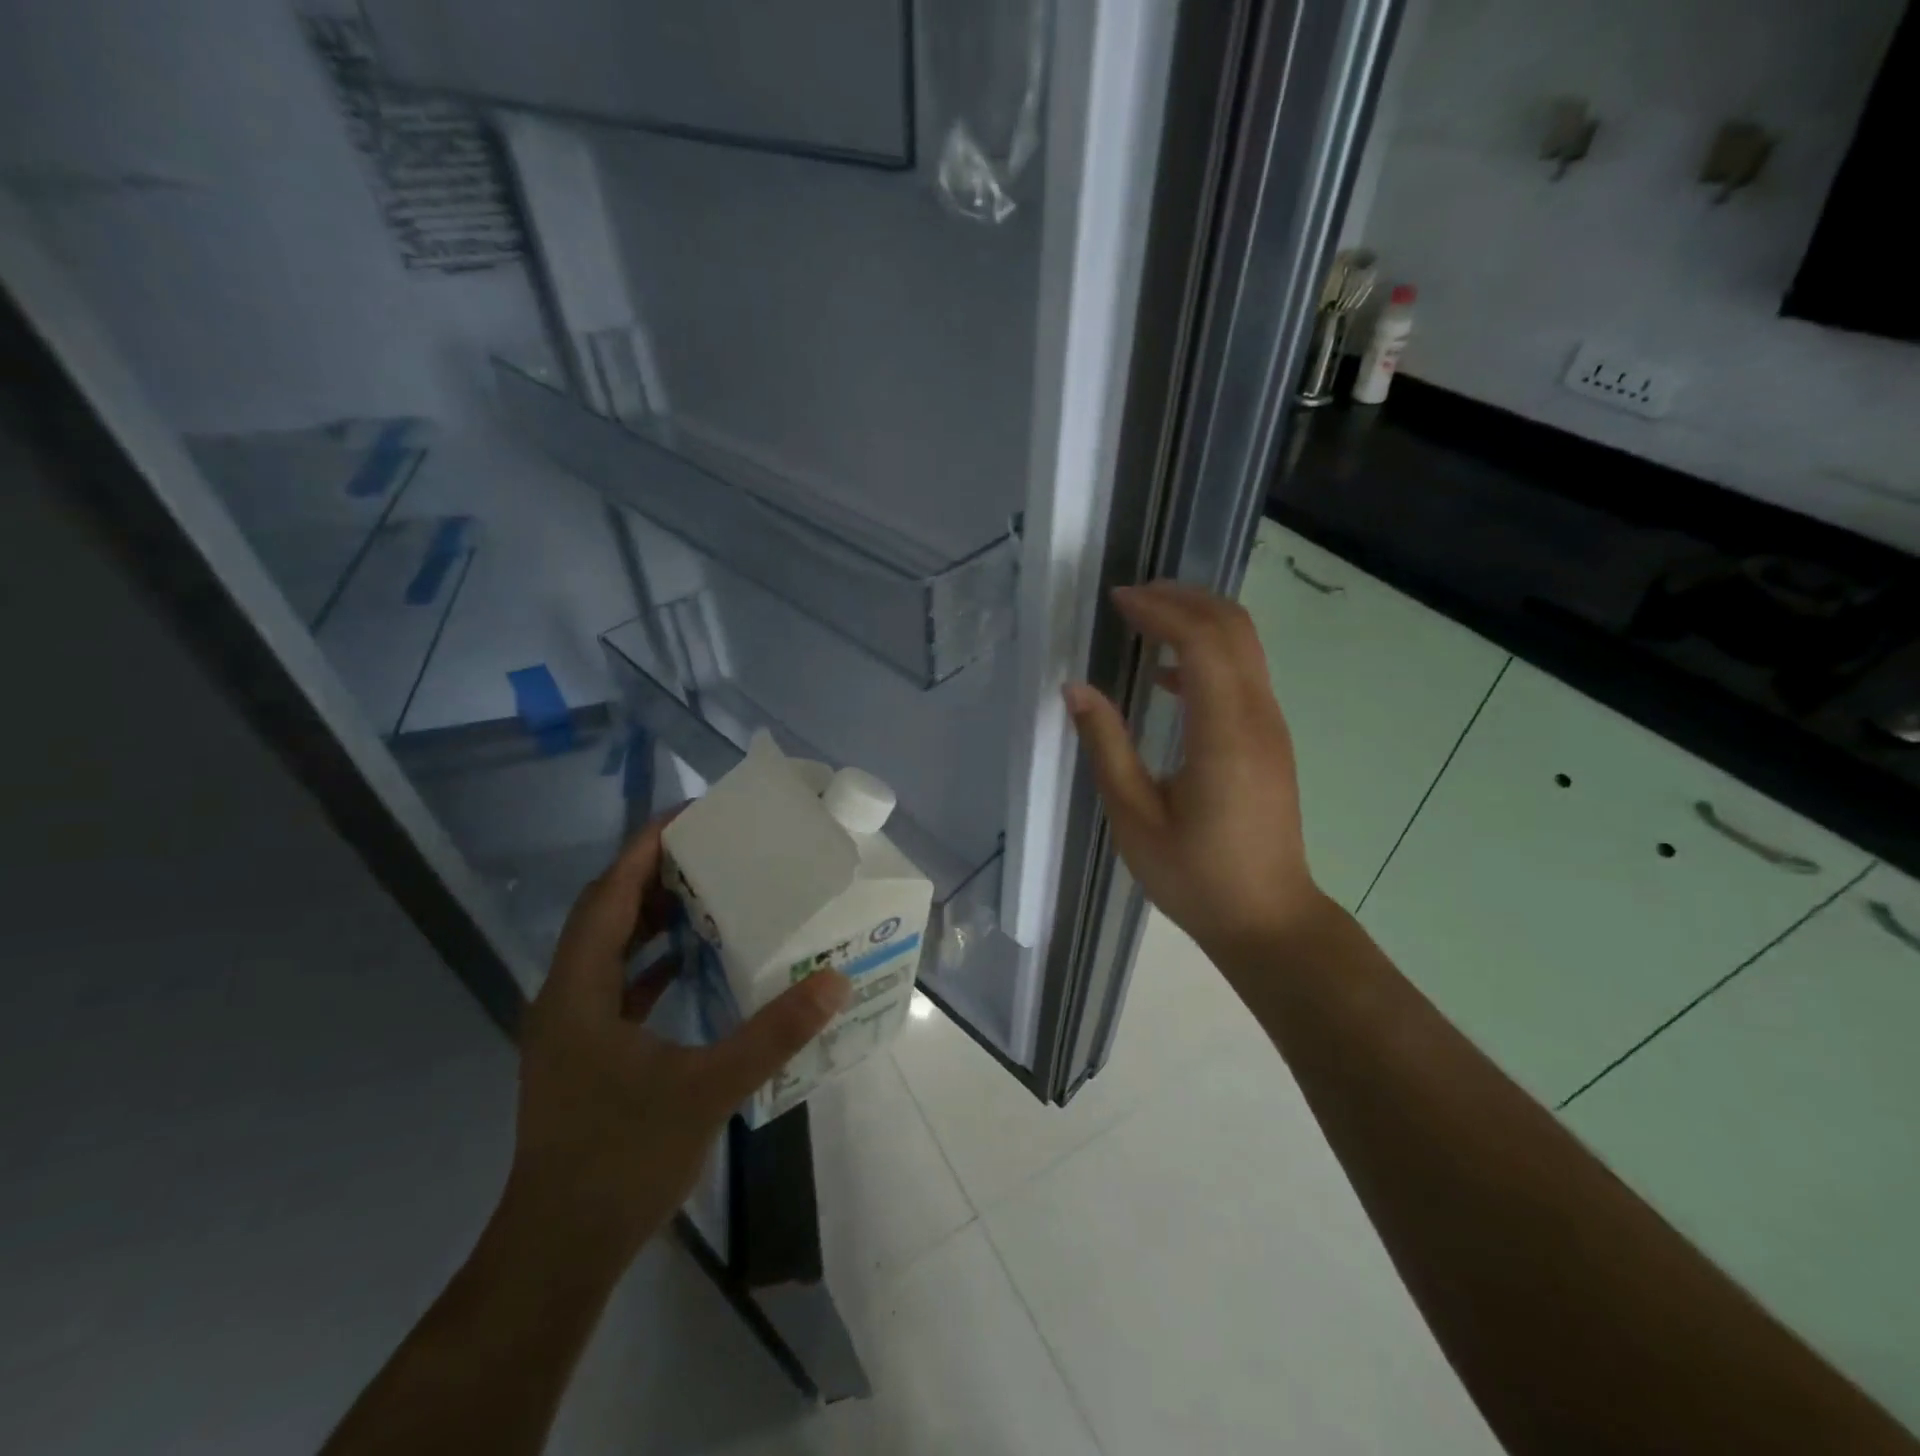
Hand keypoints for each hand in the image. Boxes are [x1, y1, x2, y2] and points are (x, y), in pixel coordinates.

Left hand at [504, 814, 850, 1276]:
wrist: (559, 1252)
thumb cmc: (622, 1160)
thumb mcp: (707, 1090)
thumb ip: (773, 1033)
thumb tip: (833, 981)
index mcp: (578, 992)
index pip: (608, 897)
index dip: (643, 851)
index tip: (686, 816)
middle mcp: (565, 999)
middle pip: (605, 915)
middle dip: (651, 875)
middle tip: (709, 847)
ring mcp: (571, 1029)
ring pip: (608, 950)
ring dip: (650, 917)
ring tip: (705, 890)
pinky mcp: (585, 1054)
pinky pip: (617, 985)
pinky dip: (651, 962)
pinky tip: (691, 961)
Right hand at [1065, 581, 1325, 963]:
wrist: (1267, 919)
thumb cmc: (1195, 876)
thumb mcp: (1134, 818)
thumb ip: (1106, 746)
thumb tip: (1075, 689)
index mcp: (1224, 734)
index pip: (1202, 642)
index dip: (1160, 610)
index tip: (1117, 600)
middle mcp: (1257, 717)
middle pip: (1233, 628)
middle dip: (1184, 599)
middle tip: (1131, 596)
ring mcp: (1270, 727)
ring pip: (1244, 646)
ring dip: (1197, 620)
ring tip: (1144, 618)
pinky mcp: (1269, 740)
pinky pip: (1242, 675)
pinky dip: (1207, 655)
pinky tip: (1165, 675)